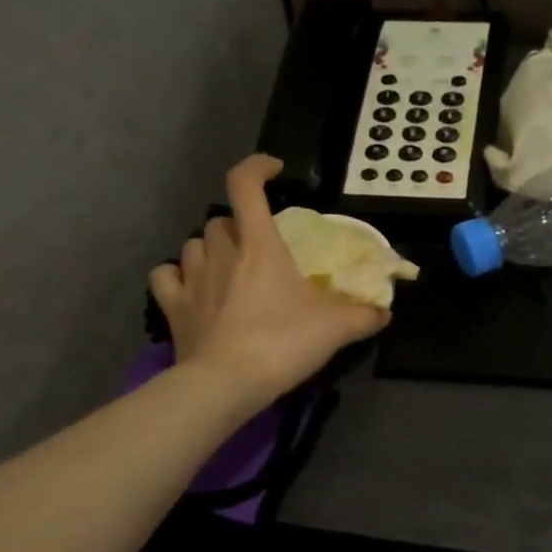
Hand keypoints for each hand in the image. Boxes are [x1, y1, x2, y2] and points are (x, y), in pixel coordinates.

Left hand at [150, 155, 388, 405]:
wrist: (226, 384)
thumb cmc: (283, 343)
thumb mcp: (336, 329)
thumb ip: (364, 316)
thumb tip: (385, 313)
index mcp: (260, 245)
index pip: (245, 185)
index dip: (257, 167)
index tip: (275, 171)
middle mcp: (221, 252)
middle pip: (221, 220)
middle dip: (239, 226)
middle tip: (260, 248)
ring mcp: (192, 278)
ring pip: (194, 244)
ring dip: (211, 250)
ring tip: (229, 269)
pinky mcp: (172, 306)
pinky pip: (167, 276)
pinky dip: (177, 275)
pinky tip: (191, 287)